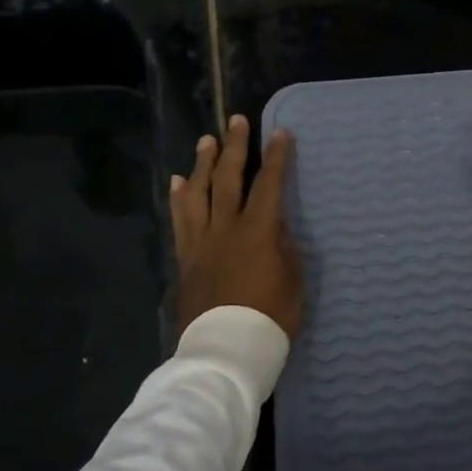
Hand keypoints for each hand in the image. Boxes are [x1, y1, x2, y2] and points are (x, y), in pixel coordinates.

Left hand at [170, 116, 302, 340]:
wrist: (226, 348)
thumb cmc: (270, 317)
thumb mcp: (293, 281)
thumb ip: (285, 248)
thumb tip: (276, 227)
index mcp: (259, 231)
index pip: (269, 184)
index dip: (276, 157)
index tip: (280, 132)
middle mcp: (226, 228)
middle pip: (228, 179)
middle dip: (234, 147)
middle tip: (235, 121)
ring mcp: (201, 242)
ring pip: (198, 194)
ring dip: (202, 164)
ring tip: (206, 141)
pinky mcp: (186, 258)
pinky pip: (180, 221)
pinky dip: (179, 198)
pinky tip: (178, 183)